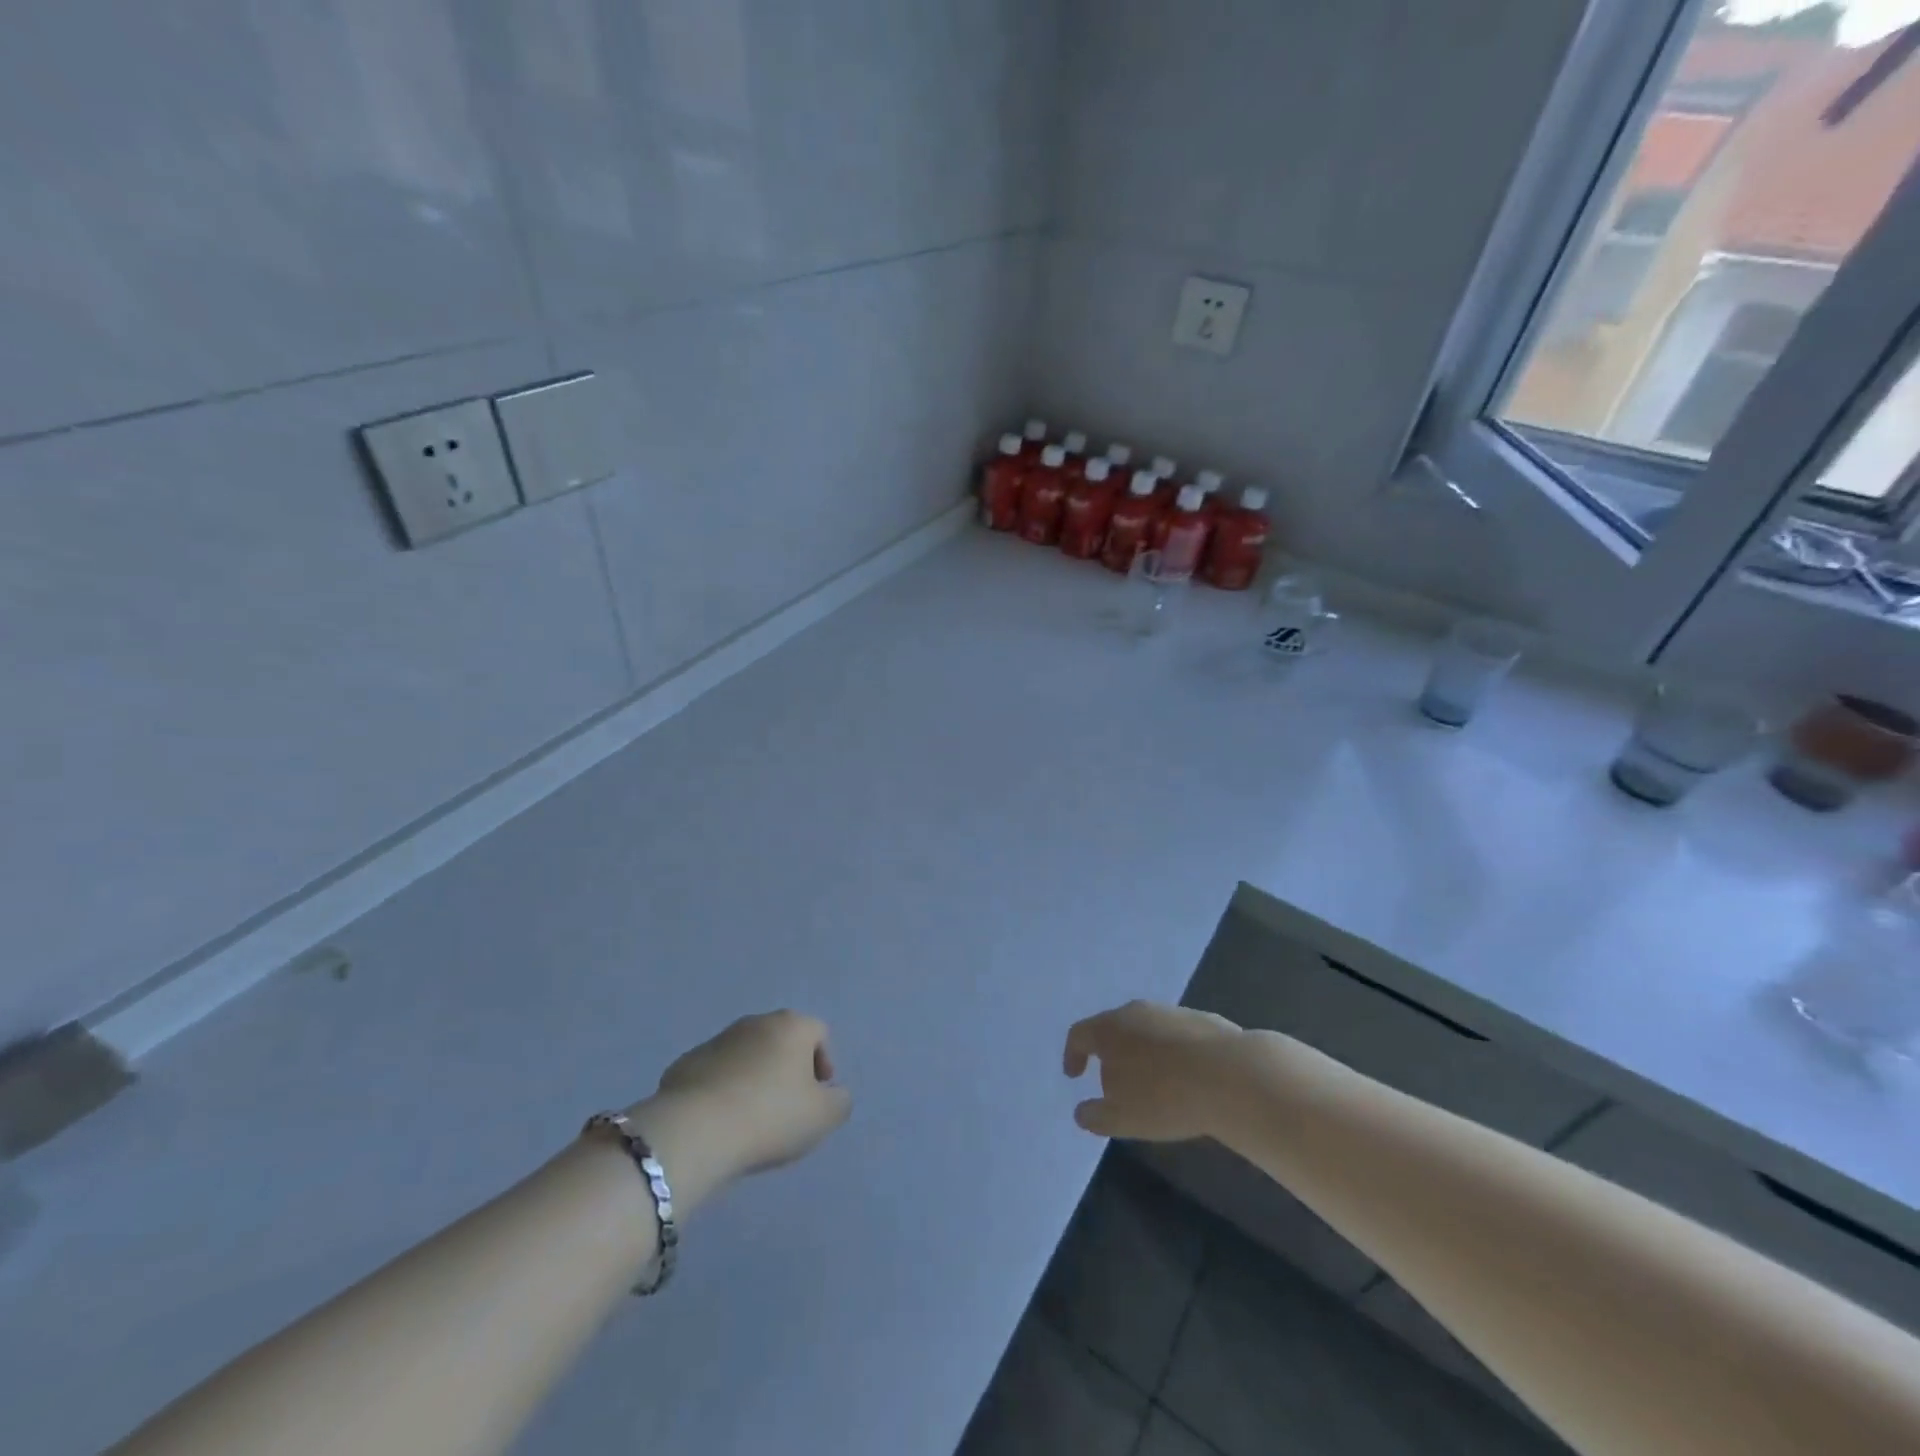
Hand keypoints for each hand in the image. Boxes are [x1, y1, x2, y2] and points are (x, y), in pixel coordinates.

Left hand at [633, 1011, 851, 1191]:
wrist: (695, 1131)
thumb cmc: (770, 1116)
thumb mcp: (823, 1117)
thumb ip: (840, 1101)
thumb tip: (834, 1094)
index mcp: (792, 1026)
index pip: (819, 1033)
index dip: (824, 1063)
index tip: (816, 1097)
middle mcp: (755, 1022)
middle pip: (781, 1041)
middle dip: (787, 1070)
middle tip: (786, 1109)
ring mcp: (717, 1040)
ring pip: (746, 1055)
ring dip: (753, 1078)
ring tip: (750, 1119)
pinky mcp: (685, 1063)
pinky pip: (715, 1074)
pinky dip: (722, 1090)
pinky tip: (720, 1122)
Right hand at [1064, 1000, 1244, 1140]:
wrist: (1232, 1075)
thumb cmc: (1165, 1097)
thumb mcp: (1122, 1118)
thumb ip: (1095, 1115)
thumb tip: (1081, 1111)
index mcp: (1109, 1029)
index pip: (1079, 1035)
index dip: (1073, 1055)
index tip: (1074, 1076)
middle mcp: (1136, 1011)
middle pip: (1113, 1028)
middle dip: (1110, 1054)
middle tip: (1114, 1082)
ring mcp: (1171, 1012)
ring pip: (1146, 1030)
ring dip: (1143, 1053)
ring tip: (1153, 1084)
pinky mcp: (1202, 1019)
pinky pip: (1176, 1036)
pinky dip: (1172, 1054)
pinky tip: (1186, 1078)